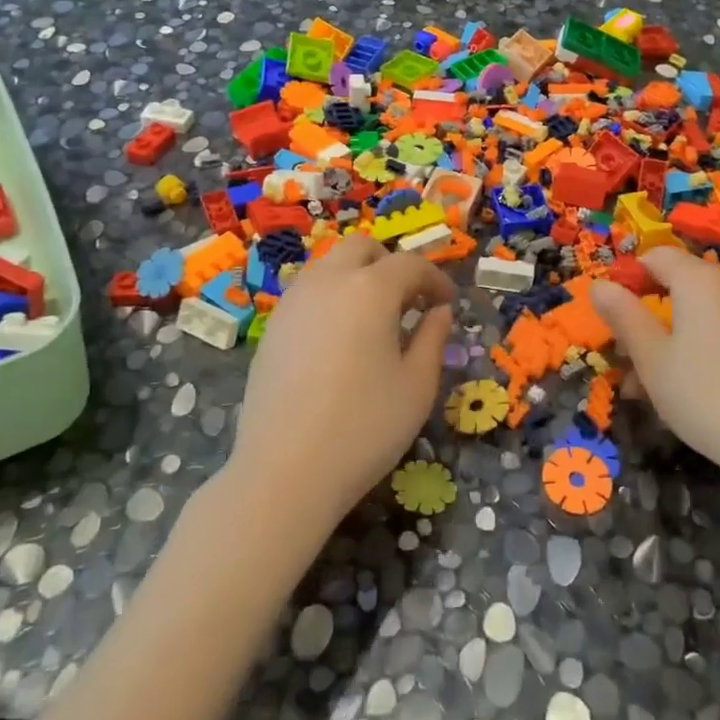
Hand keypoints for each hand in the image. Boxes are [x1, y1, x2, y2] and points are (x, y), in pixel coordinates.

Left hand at [227, 233, 455, 542]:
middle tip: (409, 302)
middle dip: (391, 264)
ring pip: (330, 265)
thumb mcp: (417, 386)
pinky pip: (308, 292)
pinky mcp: (272, 327)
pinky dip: (331, 297)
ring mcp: (293, 302)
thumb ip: (433, 339)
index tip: (447, 303)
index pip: (410, 265)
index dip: (435, 279)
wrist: (285, 471)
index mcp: (369, 289)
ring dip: (358, 277)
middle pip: (362, 248)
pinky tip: (339, 340)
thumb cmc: (364, 428)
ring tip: (374, 320)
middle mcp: (327, 281)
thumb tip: (439, 312)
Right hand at [591, 247, 719, 479]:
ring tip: (646, 386)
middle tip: (624, 358)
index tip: (610, 315)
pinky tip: (685, 390)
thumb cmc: (704, 395)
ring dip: (666, 339)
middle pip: (676, 285)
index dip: (628, 277)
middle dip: (645, 315)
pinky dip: (696, 349)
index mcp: (698, 280)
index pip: (656, 256)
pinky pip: (719, 332)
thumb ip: (623, 315)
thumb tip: (600, 284)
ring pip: (696, 314)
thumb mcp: (650, 357)